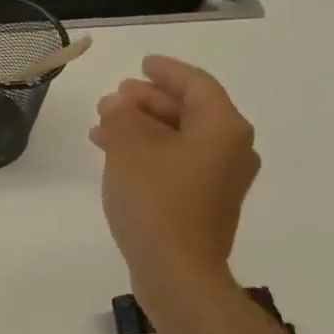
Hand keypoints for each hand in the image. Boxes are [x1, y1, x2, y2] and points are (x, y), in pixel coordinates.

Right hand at [89, 56, 258, 311]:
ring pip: (179, 141)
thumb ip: (122, 118)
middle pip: (188, 113)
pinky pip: (176, 166)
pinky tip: (119, 162)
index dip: (166, 72)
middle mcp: (230, 150)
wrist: (176, 270)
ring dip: (143, 131)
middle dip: (148, 103)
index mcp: (223, 128)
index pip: (196, 86)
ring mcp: (220, 181)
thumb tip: (118, 105)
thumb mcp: (129, 150)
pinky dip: (149, 156)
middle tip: (113, 99)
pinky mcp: (204, 206)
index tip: (142, 63)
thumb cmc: (156, 203)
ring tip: (103, 130)